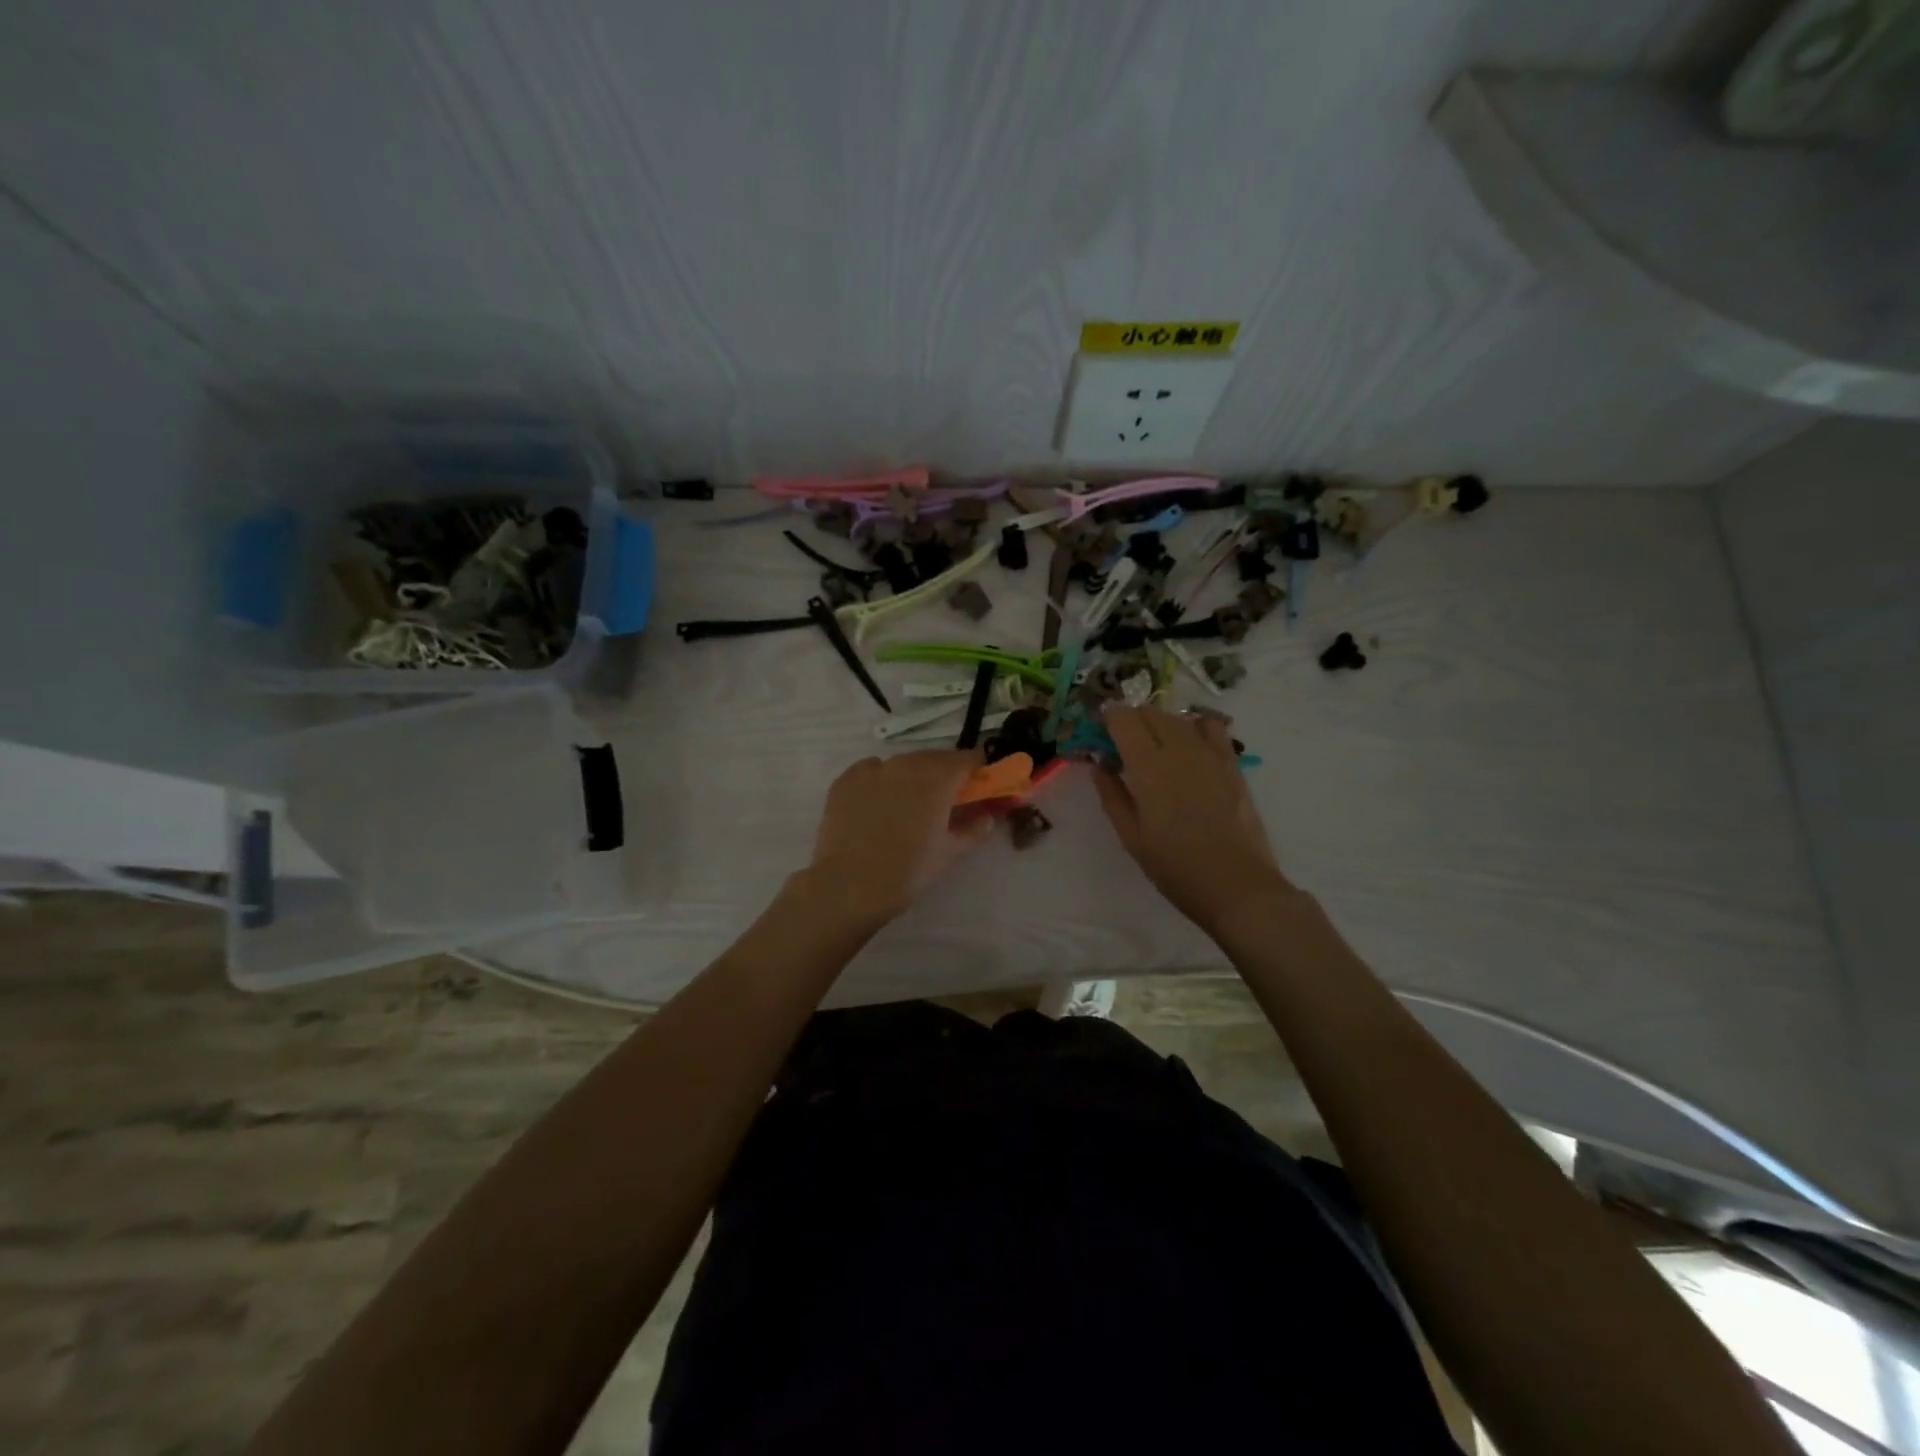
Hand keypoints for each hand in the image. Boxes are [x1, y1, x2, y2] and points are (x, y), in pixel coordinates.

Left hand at [802, 749, 994, 930]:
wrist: (849, 886)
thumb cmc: (908, 871)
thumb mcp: (950, 853)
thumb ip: (974, 829)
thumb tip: (987, 816)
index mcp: (938, 778)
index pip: (968, 759)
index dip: (977, 771)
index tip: (978, 788)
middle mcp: (906, 764)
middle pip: (935, 758)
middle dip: (945, 774)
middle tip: (945, 802)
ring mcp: (872, 769)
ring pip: (902, 763)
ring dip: (913, 777)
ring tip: (908, 806)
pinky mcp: (845, 780)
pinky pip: (871, 770)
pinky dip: (881, 780)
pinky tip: (878, 805)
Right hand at [1092, 706, 1287, 931]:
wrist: (1236, 886)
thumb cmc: (1175, 868)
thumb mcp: (1131, 837)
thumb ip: (1112, 795)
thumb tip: (1100, 764)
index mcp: (1148, 767)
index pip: (1122, 718)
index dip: (1106, 720)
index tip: (1099, 737)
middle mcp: (1179, 749)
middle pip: (1149, 712)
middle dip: (1130, 721)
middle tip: (1122, 748)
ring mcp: (1210, 753)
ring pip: (1177, 717)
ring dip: (1159, 725)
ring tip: (1154, 751)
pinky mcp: (1232, 762)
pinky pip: (1210, 727)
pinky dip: (1192, 728)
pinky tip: (1188, 749)